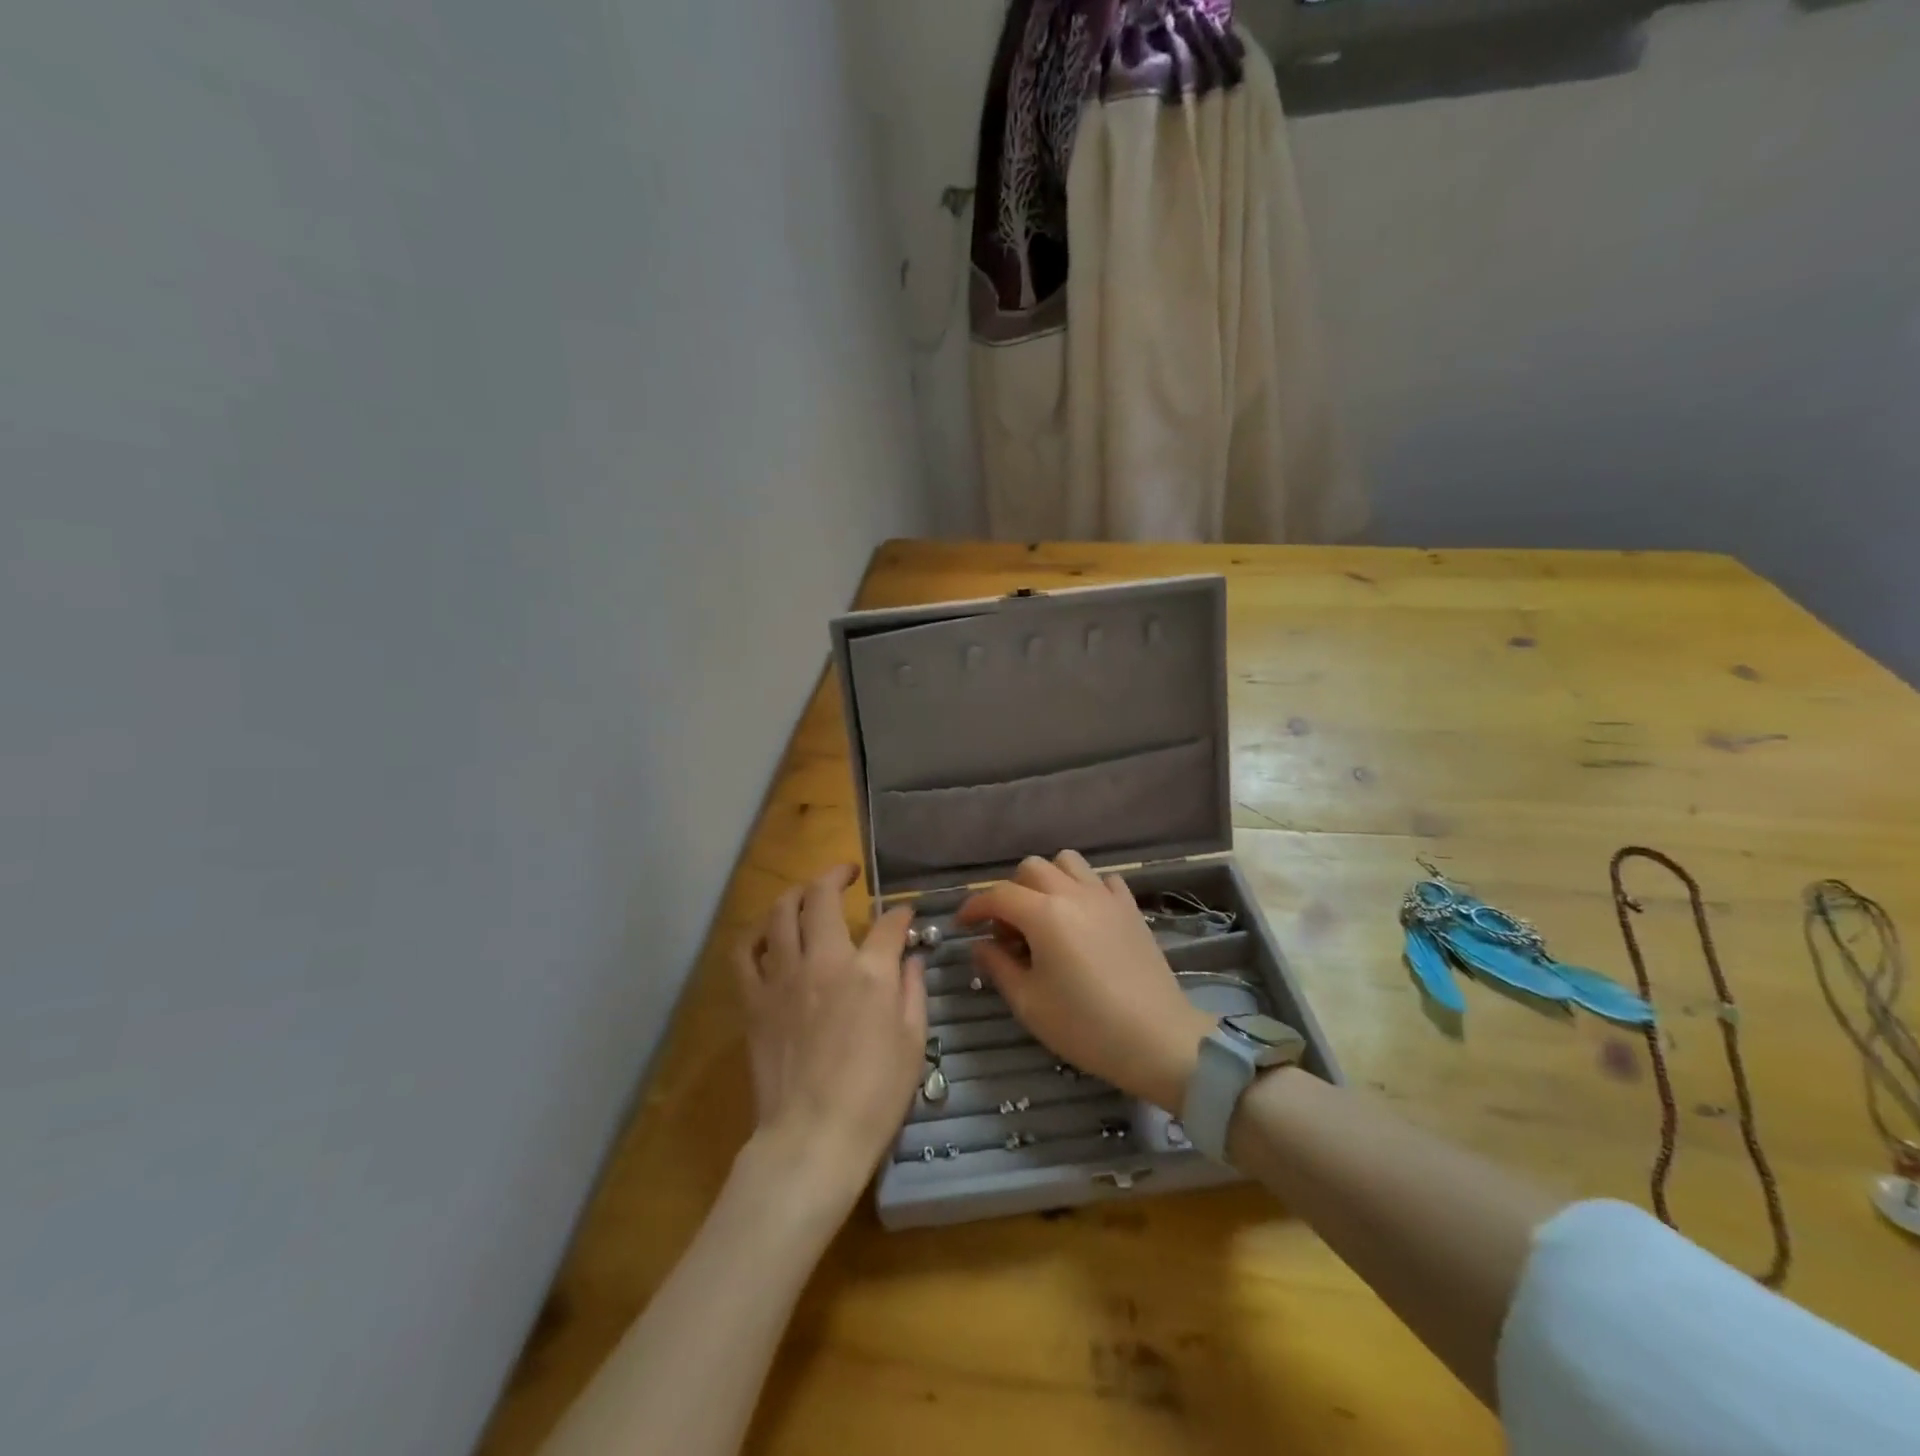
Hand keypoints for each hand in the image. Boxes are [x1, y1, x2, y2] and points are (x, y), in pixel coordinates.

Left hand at [732, 865, 926, 1213]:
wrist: (813, 1138)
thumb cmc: (874, 1095)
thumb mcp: (914, 1041)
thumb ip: (913, 989)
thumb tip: (911, 957)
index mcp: (868, 972)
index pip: (887, 924)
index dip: (900, 914)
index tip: (904, 915)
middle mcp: (823, 961)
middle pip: (822, 897)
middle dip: (837, 875)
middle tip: (848, 873)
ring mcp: (782, 977)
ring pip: (780, 912)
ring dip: (796, 893)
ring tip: (808, 893)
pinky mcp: (754, 1000)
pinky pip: (745, 952)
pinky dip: (756, 933)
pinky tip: (769, 933)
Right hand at [958, 851, 1212, 1111]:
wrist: (1157, 1039)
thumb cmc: (1085, 1026)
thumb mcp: (1029, 1003)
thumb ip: (998, 966)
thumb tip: (979, 944)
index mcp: (1044, 914)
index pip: (998, 895)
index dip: (974, 907)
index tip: (962, 925)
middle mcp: (1073, 893)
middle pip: (1031, 868)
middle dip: (1011, 892)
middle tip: (1009, 930)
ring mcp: (1106, 897)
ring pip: (1068, 862)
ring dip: (1049, 880)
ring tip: (1046, 916)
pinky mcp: (1130, 908)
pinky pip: (1102, 879)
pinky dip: (1085, 888)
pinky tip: (1084, 918)